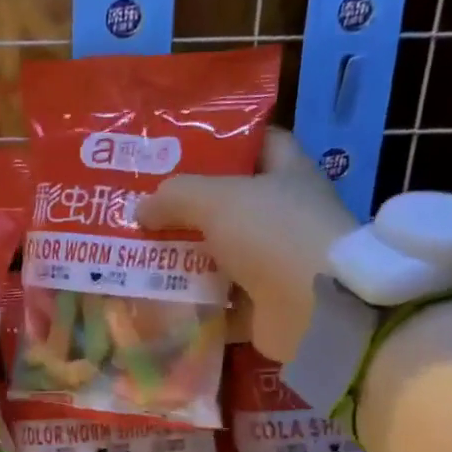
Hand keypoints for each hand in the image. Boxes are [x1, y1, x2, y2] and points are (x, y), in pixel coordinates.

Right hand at [136, 129, 358, 363]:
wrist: (312, 309)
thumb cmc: (272, 234)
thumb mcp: (218, 199)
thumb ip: (176, 196)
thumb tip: (141, 208)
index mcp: (289, 175)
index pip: (259, 144)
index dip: (223, 142)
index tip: (179, 150)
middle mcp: (285, 217)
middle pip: (230, 206)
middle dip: (187, 208)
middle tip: (143, 209)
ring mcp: (275, 265)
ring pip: (220, 256)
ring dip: (183, 259)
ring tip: (139, 255)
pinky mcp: (263, 307)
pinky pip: (219, 302)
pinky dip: (191, 303)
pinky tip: (156, 299)